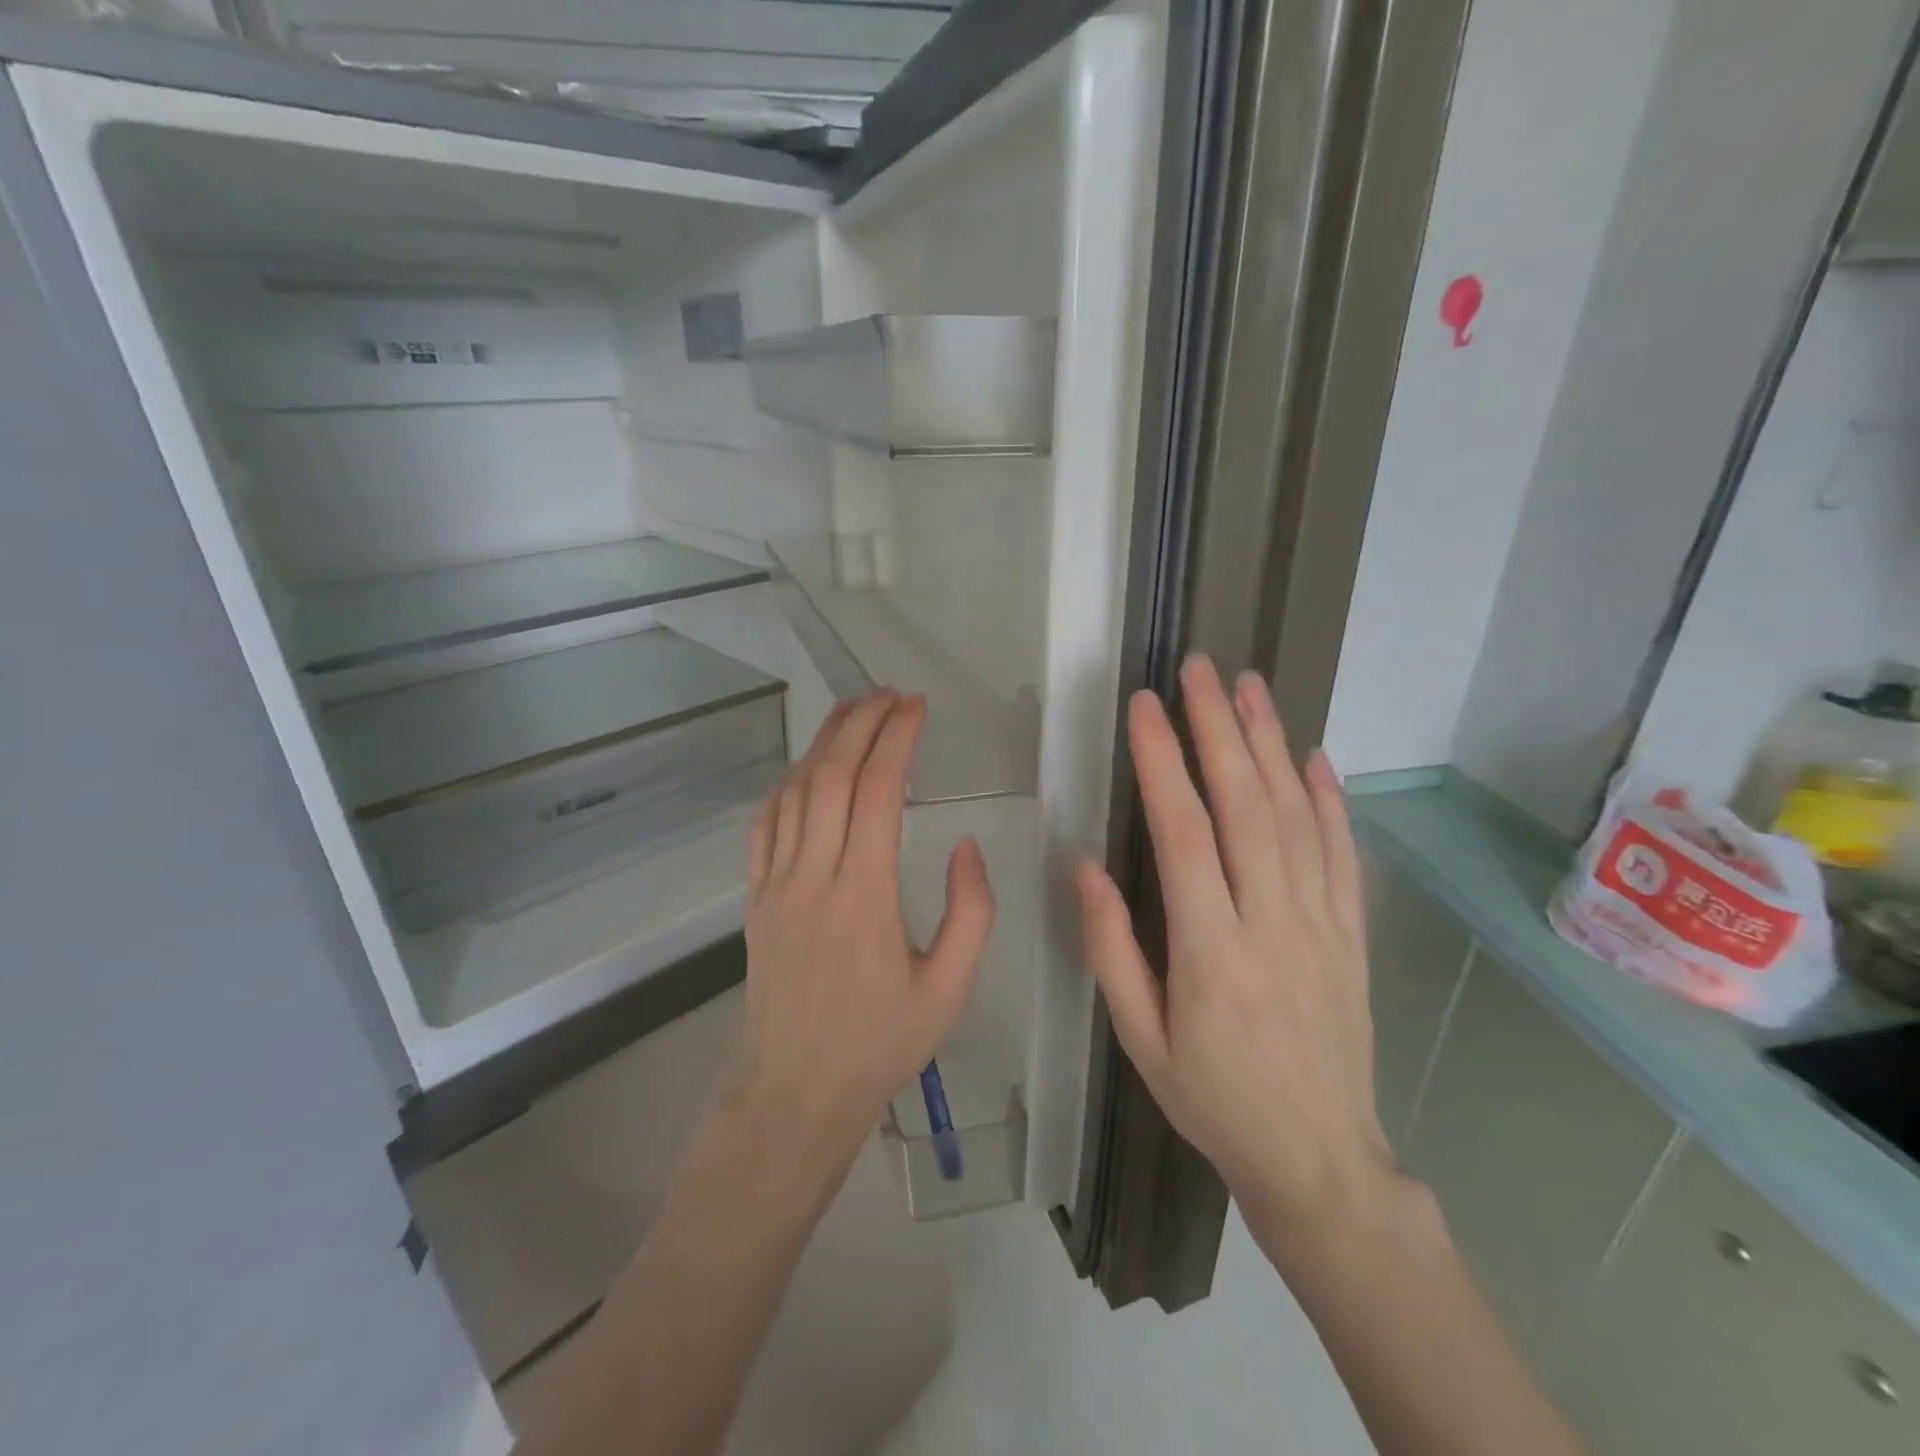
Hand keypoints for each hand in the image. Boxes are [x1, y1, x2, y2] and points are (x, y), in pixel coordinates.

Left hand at [735, 689, 994, 1166]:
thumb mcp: (950, 987)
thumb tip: (965, 844)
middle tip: (889, 695)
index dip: (896, 739)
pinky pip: (765, 823)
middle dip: (860, 723)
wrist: (797, 1091)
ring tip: (854, 712)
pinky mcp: (754, 897)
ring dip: (824, 743)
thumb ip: (971, 911)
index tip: (916, 707)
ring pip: (794, 791)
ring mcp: (775, 884)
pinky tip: (808, 767)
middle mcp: (813, 877)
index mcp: (865, 896)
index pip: (877, 792)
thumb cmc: (882, 1042)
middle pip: (831, 775)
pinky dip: (788, 782)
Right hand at [1076, 656, 1397, 1250]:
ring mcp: (1322, 924)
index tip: (1144, 707)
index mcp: (1210, 951)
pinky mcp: (1352, 933)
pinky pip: (1342, 853)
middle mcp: (1272, 923)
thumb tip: (1086, 866)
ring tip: (1250, 687)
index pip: (1183, 834)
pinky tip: (1312, 756)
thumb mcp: (1139, 1040)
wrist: (1319, 1159)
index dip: (1161, 762)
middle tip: (1199, 669)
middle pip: (1244, 805)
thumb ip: (1109, 950)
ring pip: (1295, 816)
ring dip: (1270, 743)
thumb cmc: (1212, 1099)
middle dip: (1218, 728)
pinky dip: (1328, 799)